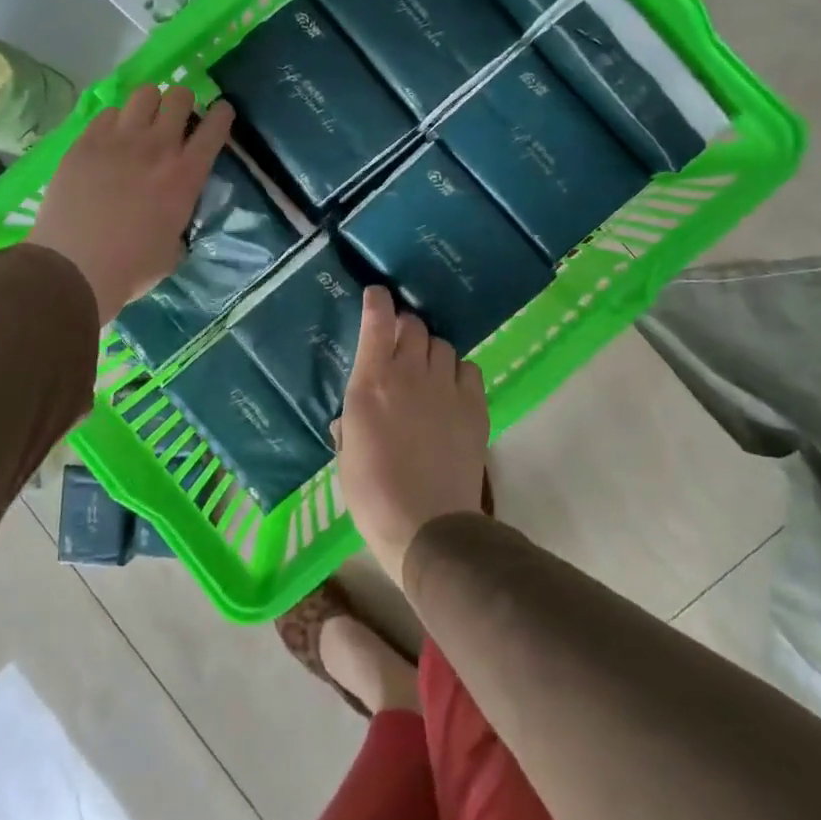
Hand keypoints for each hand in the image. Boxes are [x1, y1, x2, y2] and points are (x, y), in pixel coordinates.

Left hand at [27, 87, 232, 325]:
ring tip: (142, 122)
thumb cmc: (132, 267)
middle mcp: (157, 147)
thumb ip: (179, 215)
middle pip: (179, 97)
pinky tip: (110, 139)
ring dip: (149, 105)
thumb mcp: (174, 245)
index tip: (220, 113)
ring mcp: (119, 140)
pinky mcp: (85, 142)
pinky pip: (107, 113)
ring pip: (144, 94)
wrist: (74, 268)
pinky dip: (115, 121)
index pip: (215, 128)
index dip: (222, 114)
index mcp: (186, 176)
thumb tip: (174, 208)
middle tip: (175, 119)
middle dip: (182, 103)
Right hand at [334, 286, 489, 583]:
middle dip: (406, 328)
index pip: (377, 322)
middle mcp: (409, 375)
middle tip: (401, 344)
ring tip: (427, 370)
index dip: (378, 301)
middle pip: (414, 326)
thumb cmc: (373, 494)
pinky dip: (459, 371)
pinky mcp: (474, 406)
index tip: (377, 294)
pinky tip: (452, 389)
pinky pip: (469, 369)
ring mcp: (446, 388)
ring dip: (431, 350)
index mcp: (371, 384)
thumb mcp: (346, 456)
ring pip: (442, 344)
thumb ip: (348, 426)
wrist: (427, 525)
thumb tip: (348, 418)